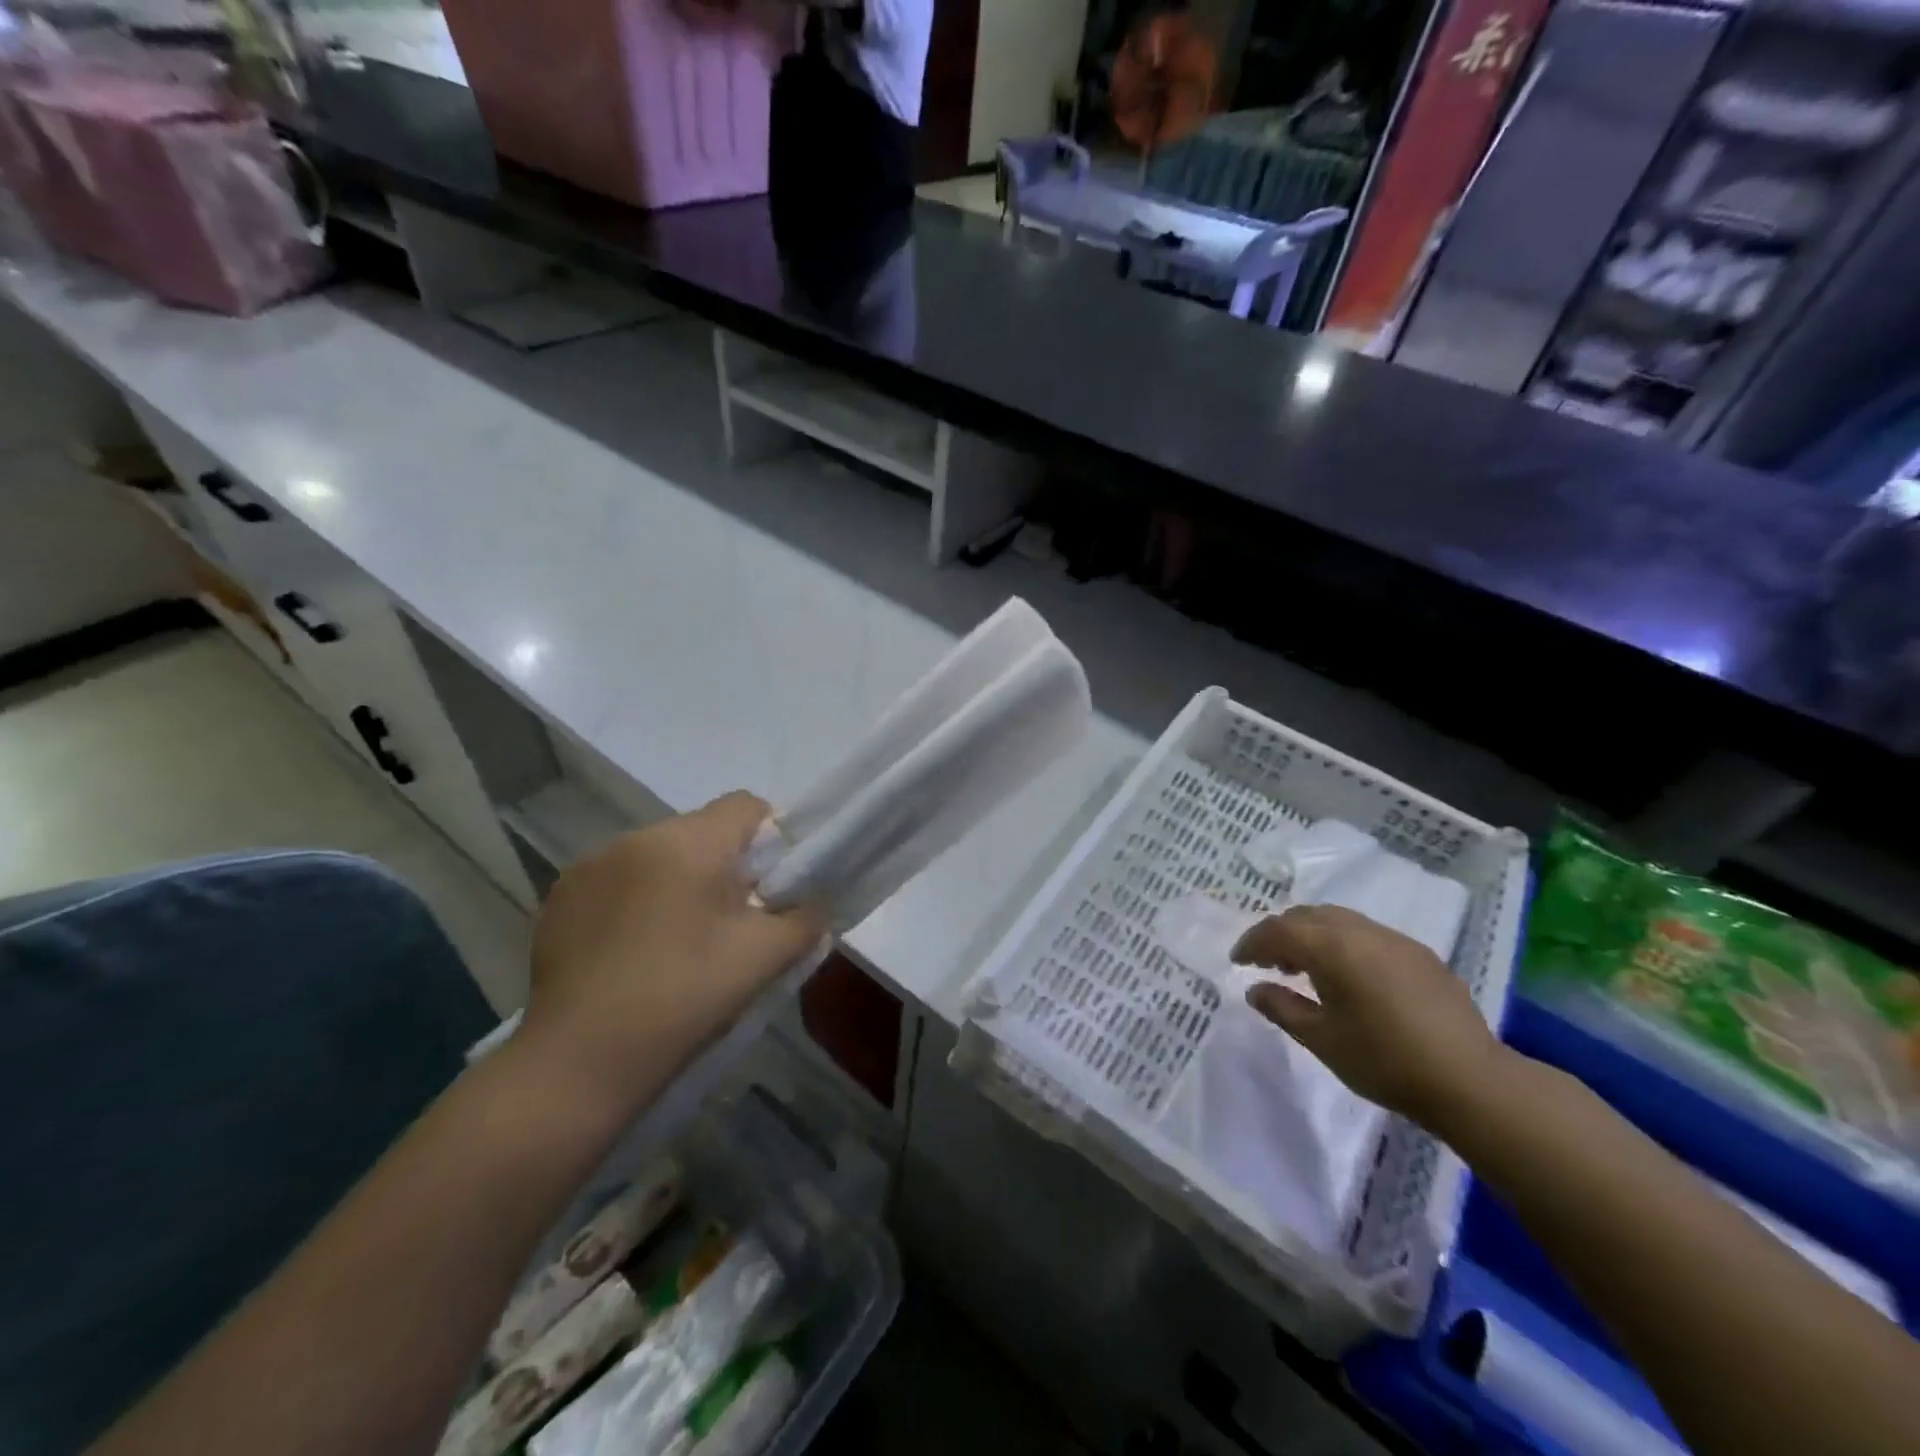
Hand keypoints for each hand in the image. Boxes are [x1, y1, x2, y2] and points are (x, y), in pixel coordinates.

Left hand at [522, 792, 826, 1117]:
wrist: (577, 1064)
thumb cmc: (682, 999)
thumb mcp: (763, 959)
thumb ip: (805, 919)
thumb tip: (813, 903)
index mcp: (688, 842)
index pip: (746, 806)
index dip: (771, 840)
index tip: (771, 889)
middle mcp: (636, 838)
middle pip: (702, 831)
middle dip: (724, 867)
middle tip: (731, 926)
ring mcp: (590, 866)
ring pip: (659, 856)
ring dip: (678, 883)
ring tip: (678, 944)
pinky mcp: (561, 899)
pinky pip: (619, 881)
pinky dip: (637, 902)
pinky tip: (634, 954)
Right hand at [1232, 905, 1507, 1128]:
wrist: (1470, 1081)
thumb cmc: (1384, 1060)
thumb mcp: (1321, 1039)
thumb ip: (1282, 1007)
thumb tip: (1255, 989)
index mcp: (1331, 946)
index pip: (1278, 930)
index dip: (1252, 943)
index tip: (1238, 961)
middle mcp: (1361, 931)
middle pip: (1307, 916)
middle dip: (1281, 933)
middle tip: (1267, 962)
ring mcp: (1395, 940)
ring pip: (1339, 921)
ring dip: (1313, 936)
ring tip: (1304, 969)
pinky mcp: (1420, 955)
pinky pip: (1367, 935)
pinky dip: (1343, 944)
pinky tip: (1349, 977)